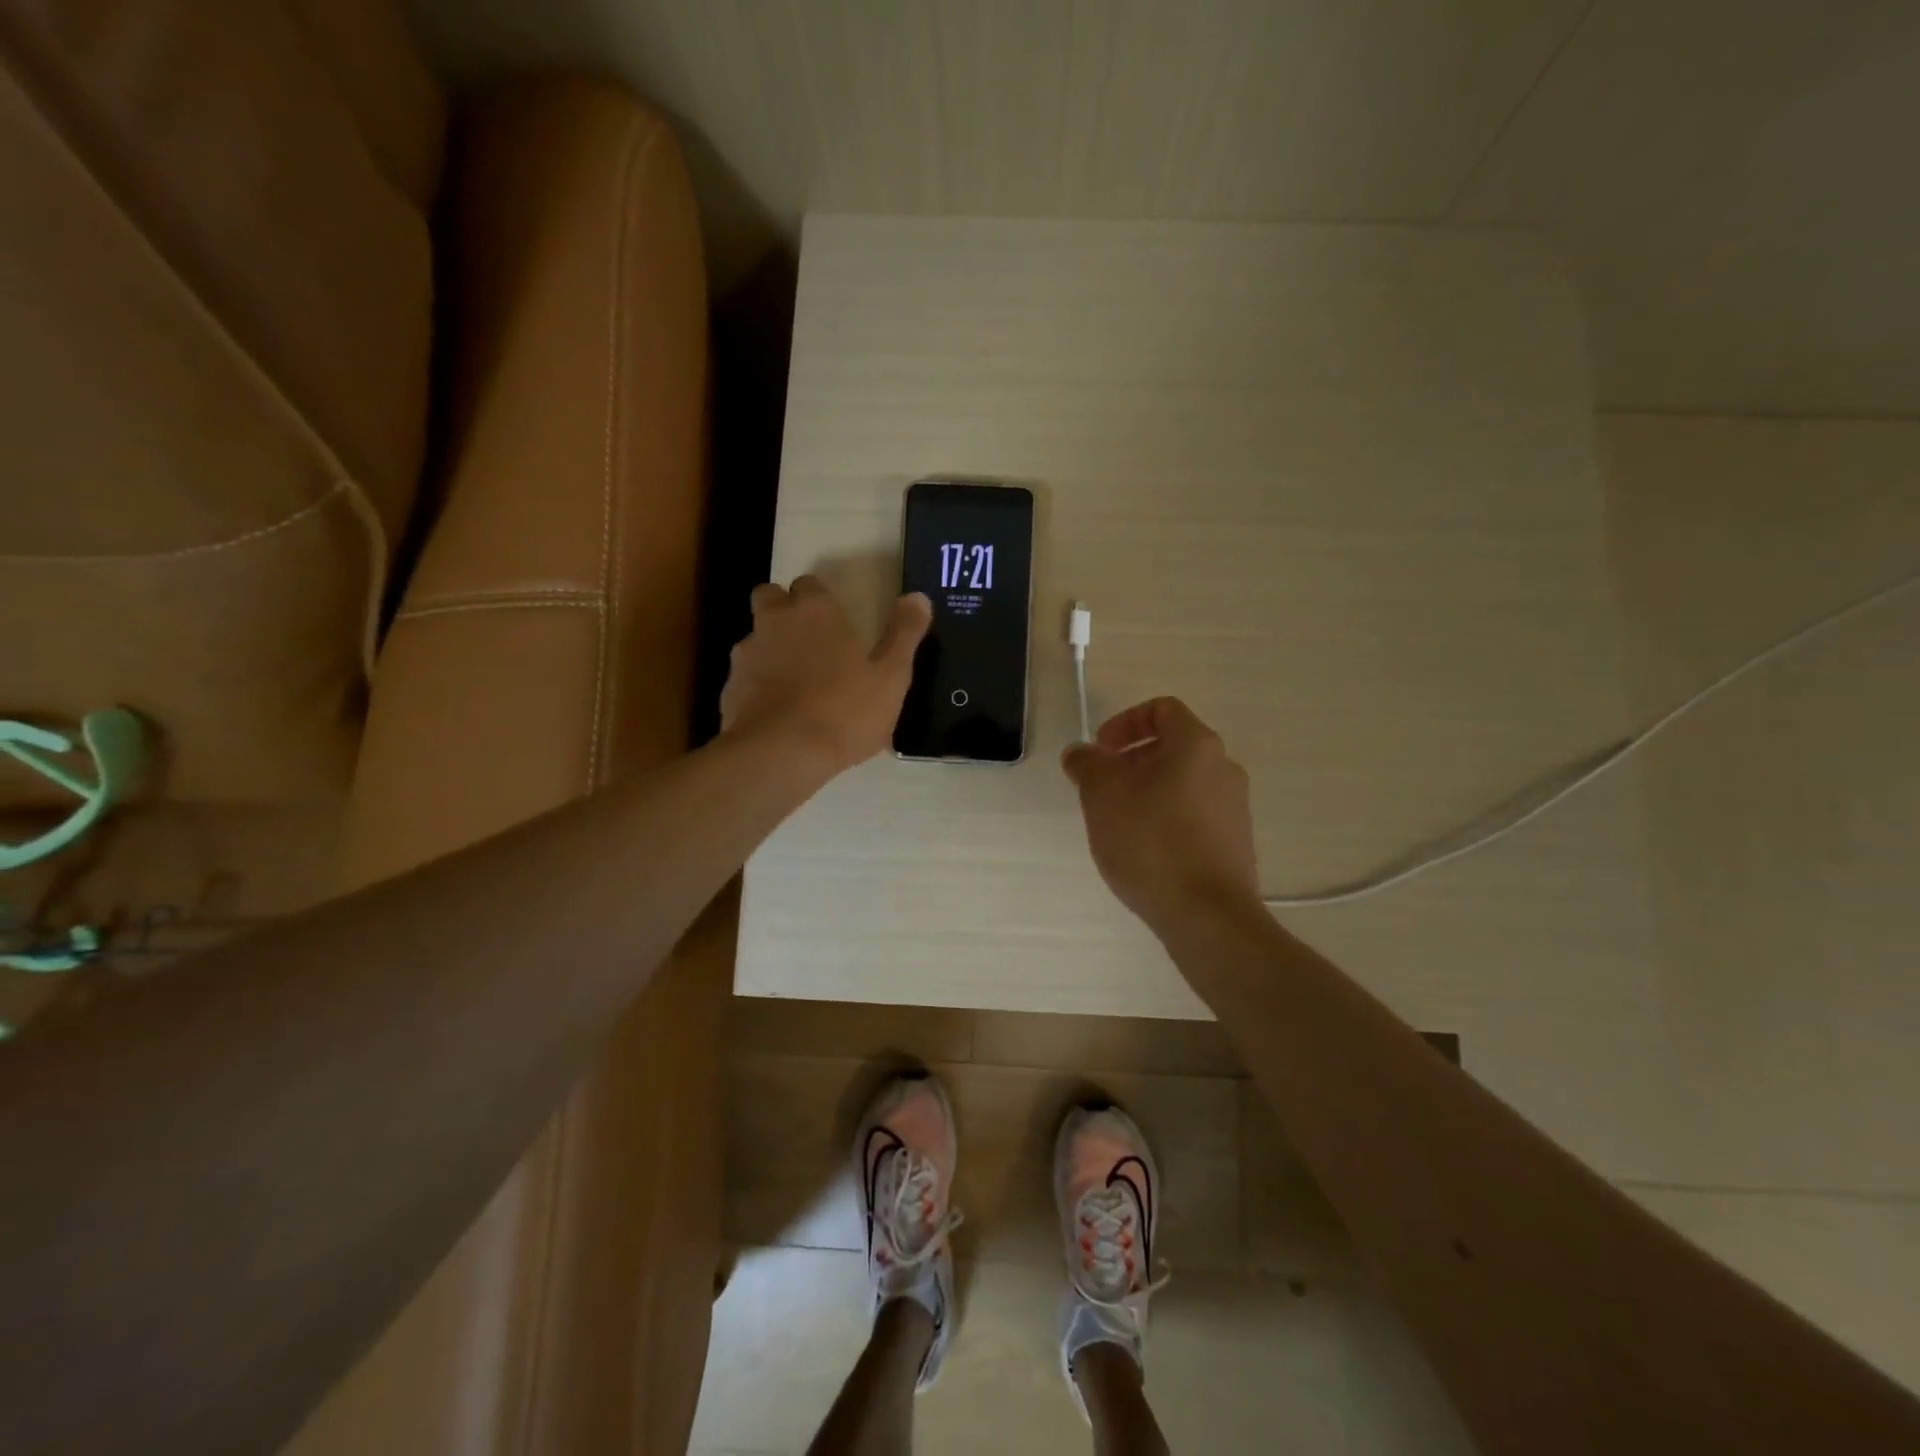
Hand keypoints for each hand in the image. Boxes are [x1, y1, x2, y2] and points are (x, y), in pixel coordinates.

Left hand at [721, 576, 930, 773]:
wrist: (781, 755)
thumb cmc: (845, 710)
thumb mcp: (891, 675)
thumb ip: (904, 633)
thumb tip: (918, 597)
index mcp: (815, 611)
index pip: (810, 584)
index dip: (822, 600)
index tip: (837, 621)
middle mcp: (774, 622)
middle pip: (770, 598)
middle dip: (785, 611)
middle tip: (810, 641)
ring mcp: (746, 655)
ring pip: (755, 638)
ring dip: (771, 650)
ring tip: (795, 684)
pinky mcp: (728, 690)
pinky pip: (745, 678)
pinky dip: (758, 687)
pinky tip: (778, 714)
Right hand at [1062, 697, 1260, 934]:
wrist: (1207, 915)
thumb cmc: (1151, 842)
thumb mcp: (1103, 796)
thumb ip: (1087, 764)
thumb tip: (1081, 753)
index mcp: (1196, 745)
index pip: (1161, 710)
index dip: (1124, 722)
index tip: (1100, 751)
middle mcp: (1224, 768)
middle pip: (1172, 747)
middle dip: (1130, 761)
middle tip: (1101, 788)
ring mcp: (1234, 807)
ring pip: (1182, 782)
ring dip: (1146, 791)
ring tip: (1118, 822)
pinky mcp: (1234, 842)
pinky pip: (1193, 814)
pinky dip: (1165, 818)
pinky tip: (1144, 850)